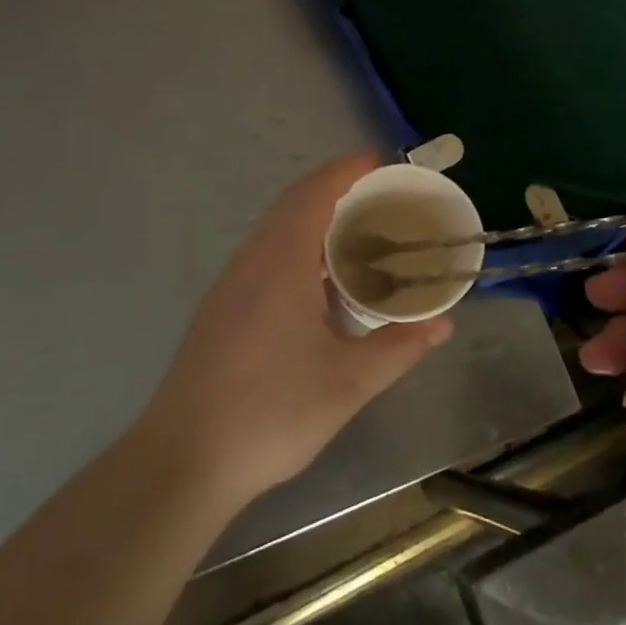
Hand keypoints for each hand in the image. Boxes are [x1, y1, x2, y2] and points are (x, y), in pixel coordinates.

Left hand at [137, 155, 452, 512]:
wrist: (183, 460)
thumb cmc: (271, 412)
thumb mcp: (349, 383)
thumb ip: (400, 348)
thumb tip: (442, 324)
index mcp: (282, 261)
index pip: (315, 192)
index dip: (348, 170)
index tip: (382, 164)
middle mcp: (252, 259)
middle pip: (294, 202)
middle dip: (336, 190)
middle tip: (381, 202)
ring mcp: (230, 283)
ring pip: (276, 229)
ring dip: (314, 219)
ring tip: (358, 238)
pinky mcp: (220, 307)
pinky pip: (264, 254)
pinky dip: (297, 246)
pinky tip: (318, 284)